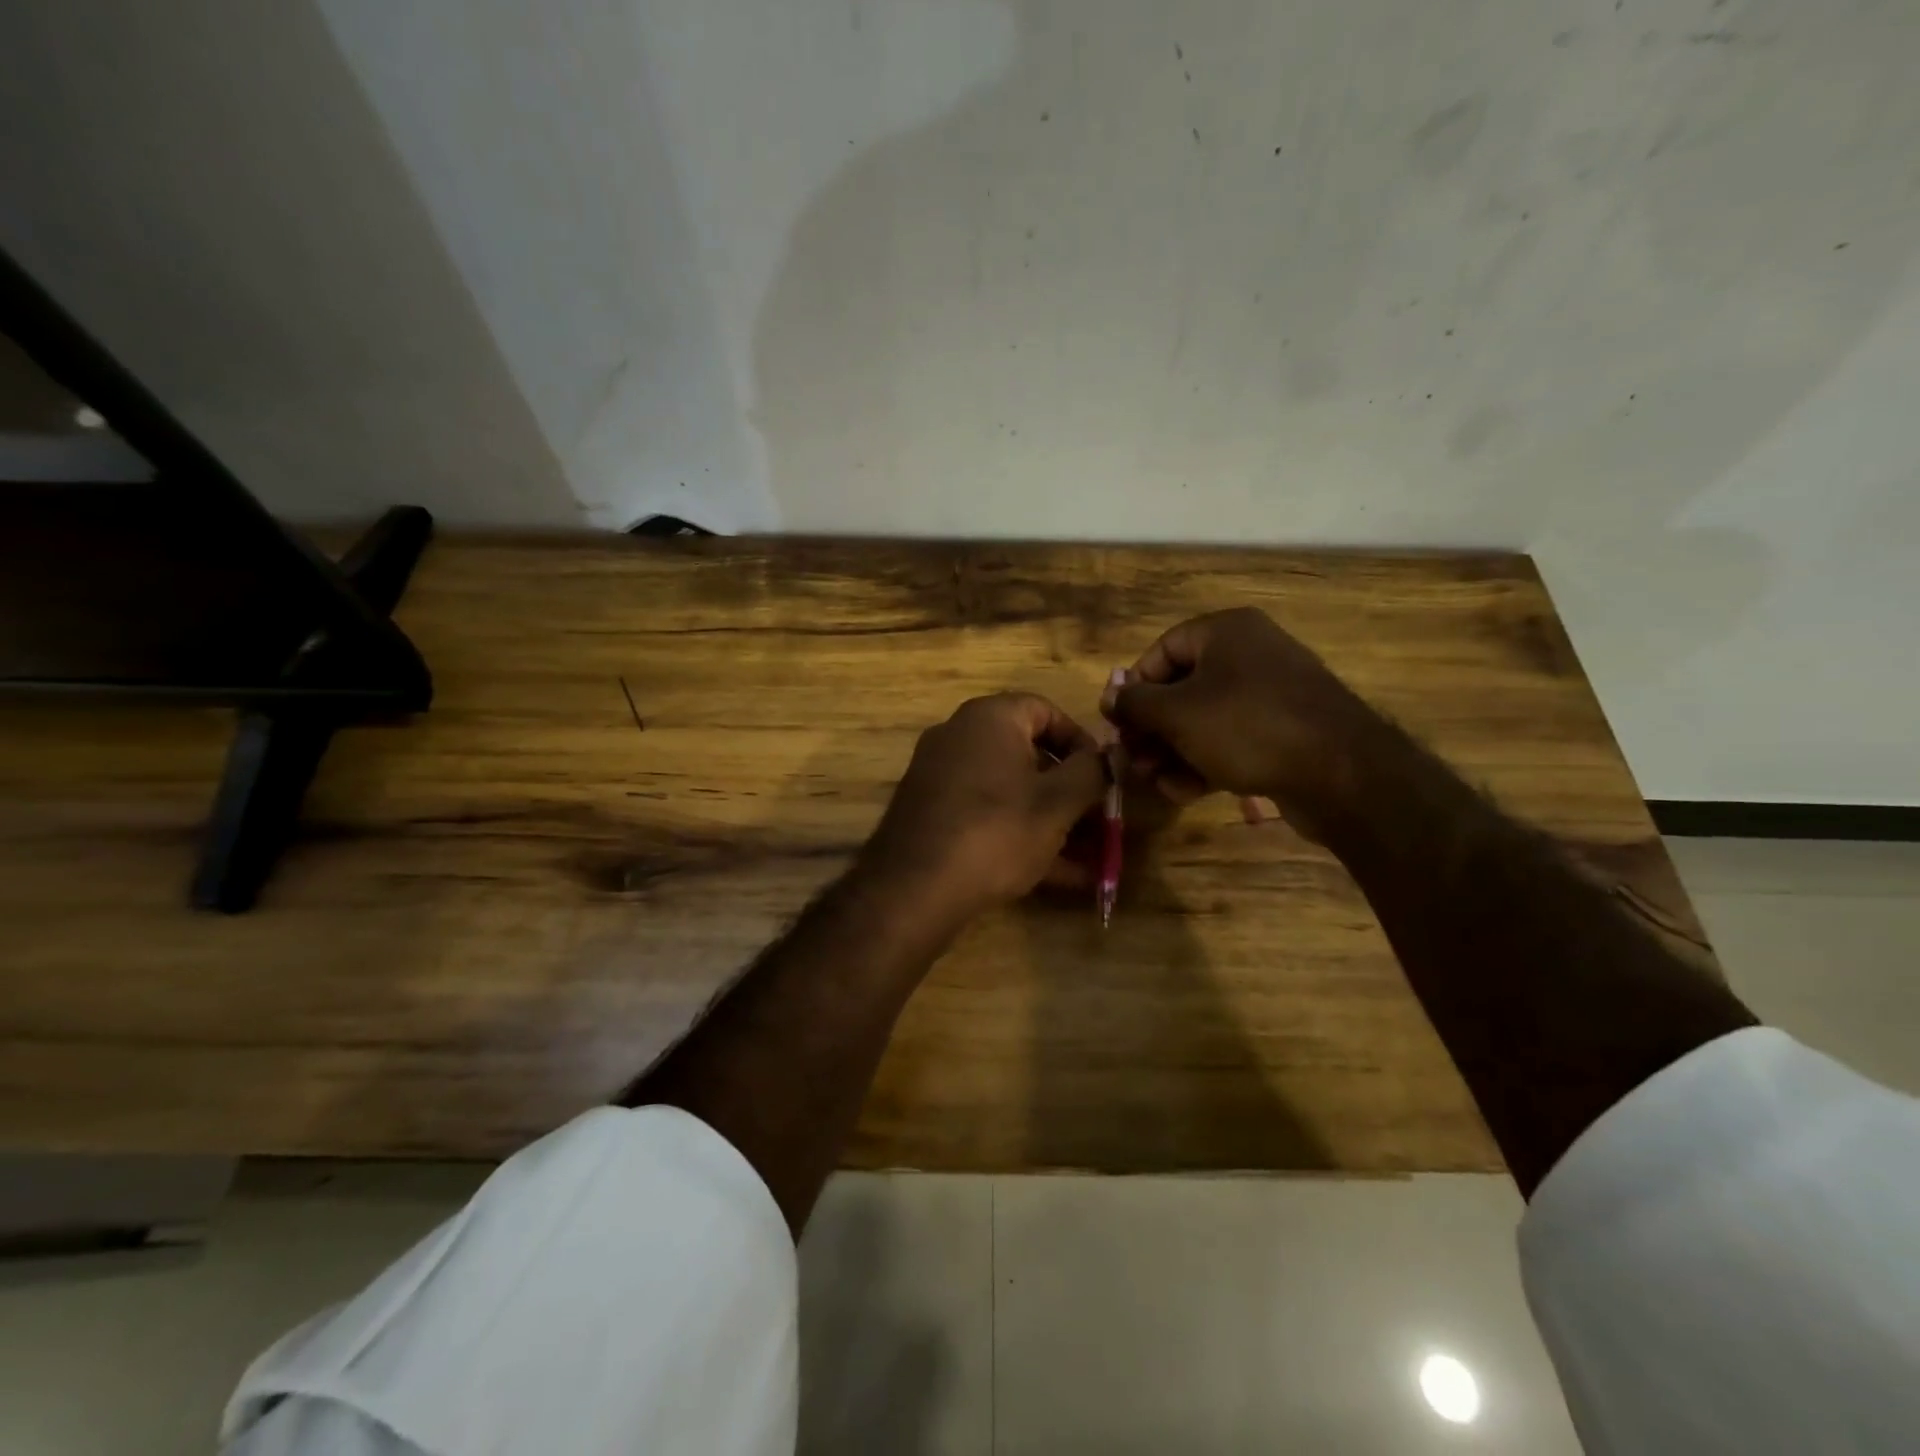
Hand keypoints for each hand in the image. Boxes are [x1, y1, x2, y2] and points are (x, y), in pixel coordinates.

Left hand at [858, 693, 1108, 921]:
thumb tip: (1115, 755)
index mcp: (989, 718)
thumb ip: (1093, 773)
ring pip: (1011, 791)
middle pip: (1029, 754)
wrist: (913, 888)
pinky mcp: (932, 814)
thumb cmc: (996, 830)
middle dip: (1070, 790)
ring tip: (1091, 856)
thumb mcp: (1057, 803)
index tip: (1104, 774)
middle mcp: (959, 737)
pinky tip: (1060, 875)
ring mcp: (941, 776)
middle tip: (1100, 819)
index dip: (1081, 740)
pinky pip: (988, 815)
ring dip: (1052, 819)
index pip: (1045, 710)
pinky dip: (1021, 835)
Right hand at [1100, 607, 1390, 836]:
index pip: (1162, 651)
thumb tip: (1108, 698)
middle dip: (1152, 729)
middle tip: (1133, 761)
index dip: (1133, 688)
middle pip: (1181, 688)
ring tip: (1155, 782)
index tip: (1118, 724)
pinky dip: (1204, 762)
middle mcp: (1248, 654)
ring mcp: (1269, 694)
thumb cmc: (1247, 727)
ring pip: (1203, 720)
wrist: (1341, 773)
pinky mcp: (1282, 732)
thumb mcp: (1178, 713)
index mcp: (1225, 632)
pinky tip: (1184, 792)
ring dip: (1172, 752)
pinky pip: (1230, 740)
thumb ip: (1135, 704)